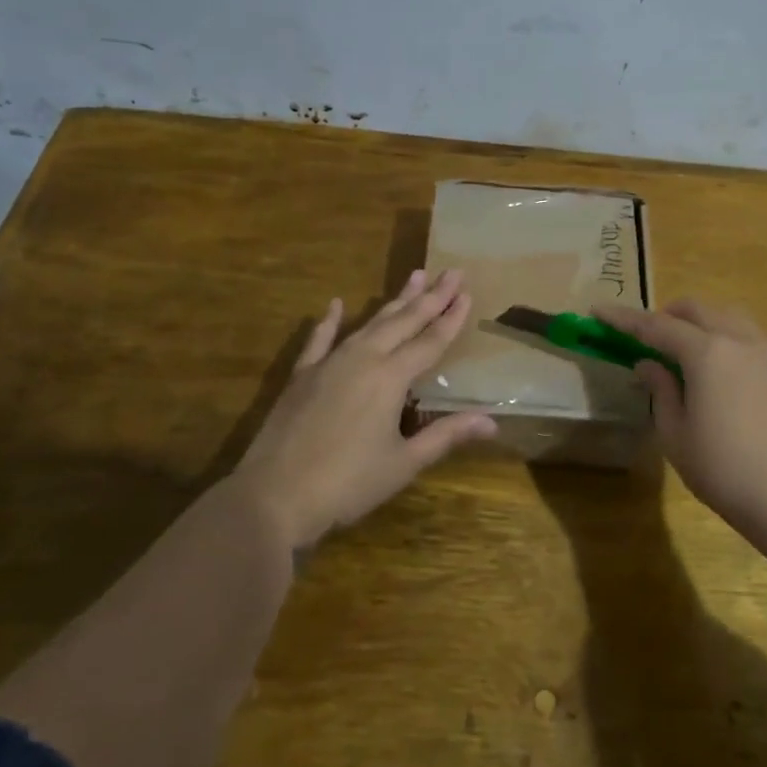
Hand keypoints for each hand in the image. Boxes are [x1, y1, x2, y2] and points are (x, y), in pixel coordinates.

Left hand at [231, 269, 497, 550]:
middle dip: (430, 296)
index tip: (467, 292)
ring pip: (369, 323)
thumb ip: (446, 435)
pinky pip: (320, 339)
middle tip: (452, 272)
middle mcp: (363, 358)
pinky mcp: (303, 375)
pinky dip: (329, 321)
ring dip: (394, 301)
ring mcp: (330, 363)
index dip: (451, 317)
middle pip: (404, 321)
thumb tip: (491, 421)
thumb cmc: (348, 483)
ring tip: (414, 277)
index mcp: (391, 377)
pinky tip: (334, 303)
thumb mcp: (404, 463)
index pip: (430, 341)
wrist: (275, 495)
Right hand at [596, 299, 766, 552]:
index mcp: (707, 353)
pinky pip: (755, 338)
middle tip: (643, 336)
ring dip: (700, 322)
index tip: (598, 311)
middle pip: (697, 311)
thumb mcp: (677, 436)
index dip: (624, 319)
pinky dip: (731, 338)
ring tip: (683, 348)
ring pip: (729, 317)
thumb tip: (648, 364)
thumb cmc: (726, 472)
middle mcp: (740, 341)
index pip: (656, 326)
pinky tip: (727, 364)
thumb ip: (661, 392)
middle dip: (665, 315)